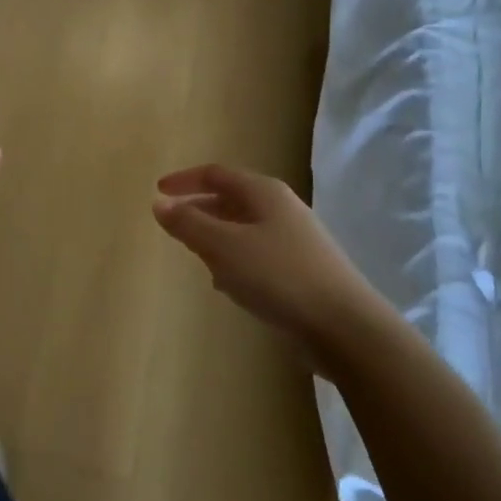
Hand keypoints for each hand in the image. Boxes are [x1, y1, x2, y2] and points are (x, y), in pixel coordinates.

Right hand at [152, 164, 377, 344]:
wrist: (343, 326)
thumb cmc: (278, 276)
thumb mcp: (224, 246)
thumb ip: (189, 223)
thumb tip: (159, 203)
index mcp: (264, 193)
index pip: (216, 174)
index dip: (184, 180)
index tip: (157, 192)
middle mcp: (281, 209)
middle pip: (231, 199)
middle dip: (199, 210)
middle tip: (172, 226)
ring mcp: (295, 240)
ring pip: (243, 229)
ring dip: (216, 238)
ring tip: (195, 256)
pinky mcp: (301, 270)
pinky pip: (257, 255)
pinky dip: (235, 261)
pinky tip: (227, 285)